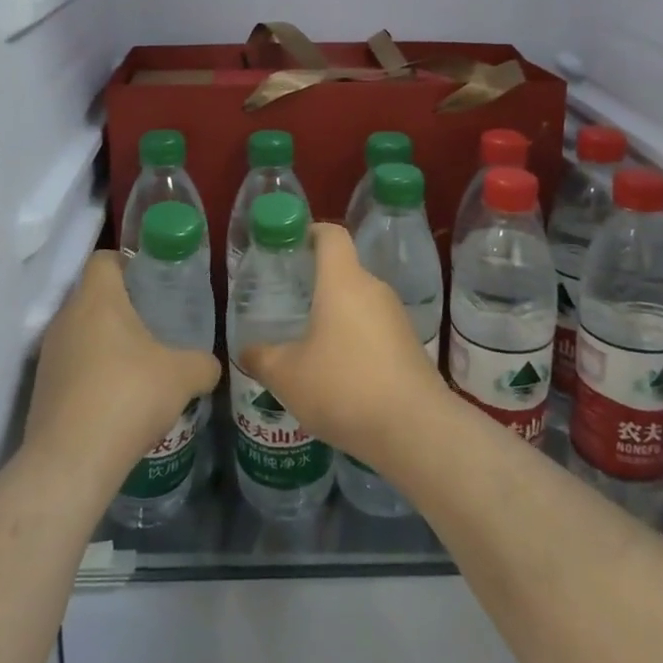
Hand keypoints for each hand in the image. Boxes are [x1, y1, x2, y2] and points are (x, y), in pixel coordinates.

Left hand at [24, 251, 220, 500]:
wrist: (71, 461)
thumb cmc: (129, 396)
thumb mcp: (183, 376)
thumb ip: (202, 363)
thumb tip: (210, 366)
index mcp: (97, 298)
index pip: (104, 259)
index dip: (127, 263)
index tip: (150, 282)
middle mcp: (66, 318)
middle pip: (92, 296)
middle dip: (121, 307)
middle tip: (153, 324)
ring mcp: (49, 354)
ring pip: (81, 332)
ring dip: (106, 343)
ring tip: (138, 366)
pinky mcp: (41, 389)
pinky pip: (71, 366)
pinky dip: (92, 374)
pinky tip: (117, 400)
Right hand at [239, 223, 452, 465]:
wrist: (415, 430)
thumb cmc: (344, 386)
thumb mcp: (288, 376)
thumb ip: (262, 358)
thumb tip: (246, 351)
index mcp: (343, 281)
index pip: (331, 234)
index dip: (311, 232)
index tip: (290, 246)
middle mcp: (373, 289)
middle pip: (344, 271)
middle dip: (316, 284)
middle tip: (288, 304)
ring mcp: (396, 317)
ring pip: (359, 303)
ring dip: (336, 317)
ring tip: (309, 344)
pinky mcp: (410, 346)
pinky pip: (375, 330)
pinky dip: (355, 341)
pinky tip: (339, 374)